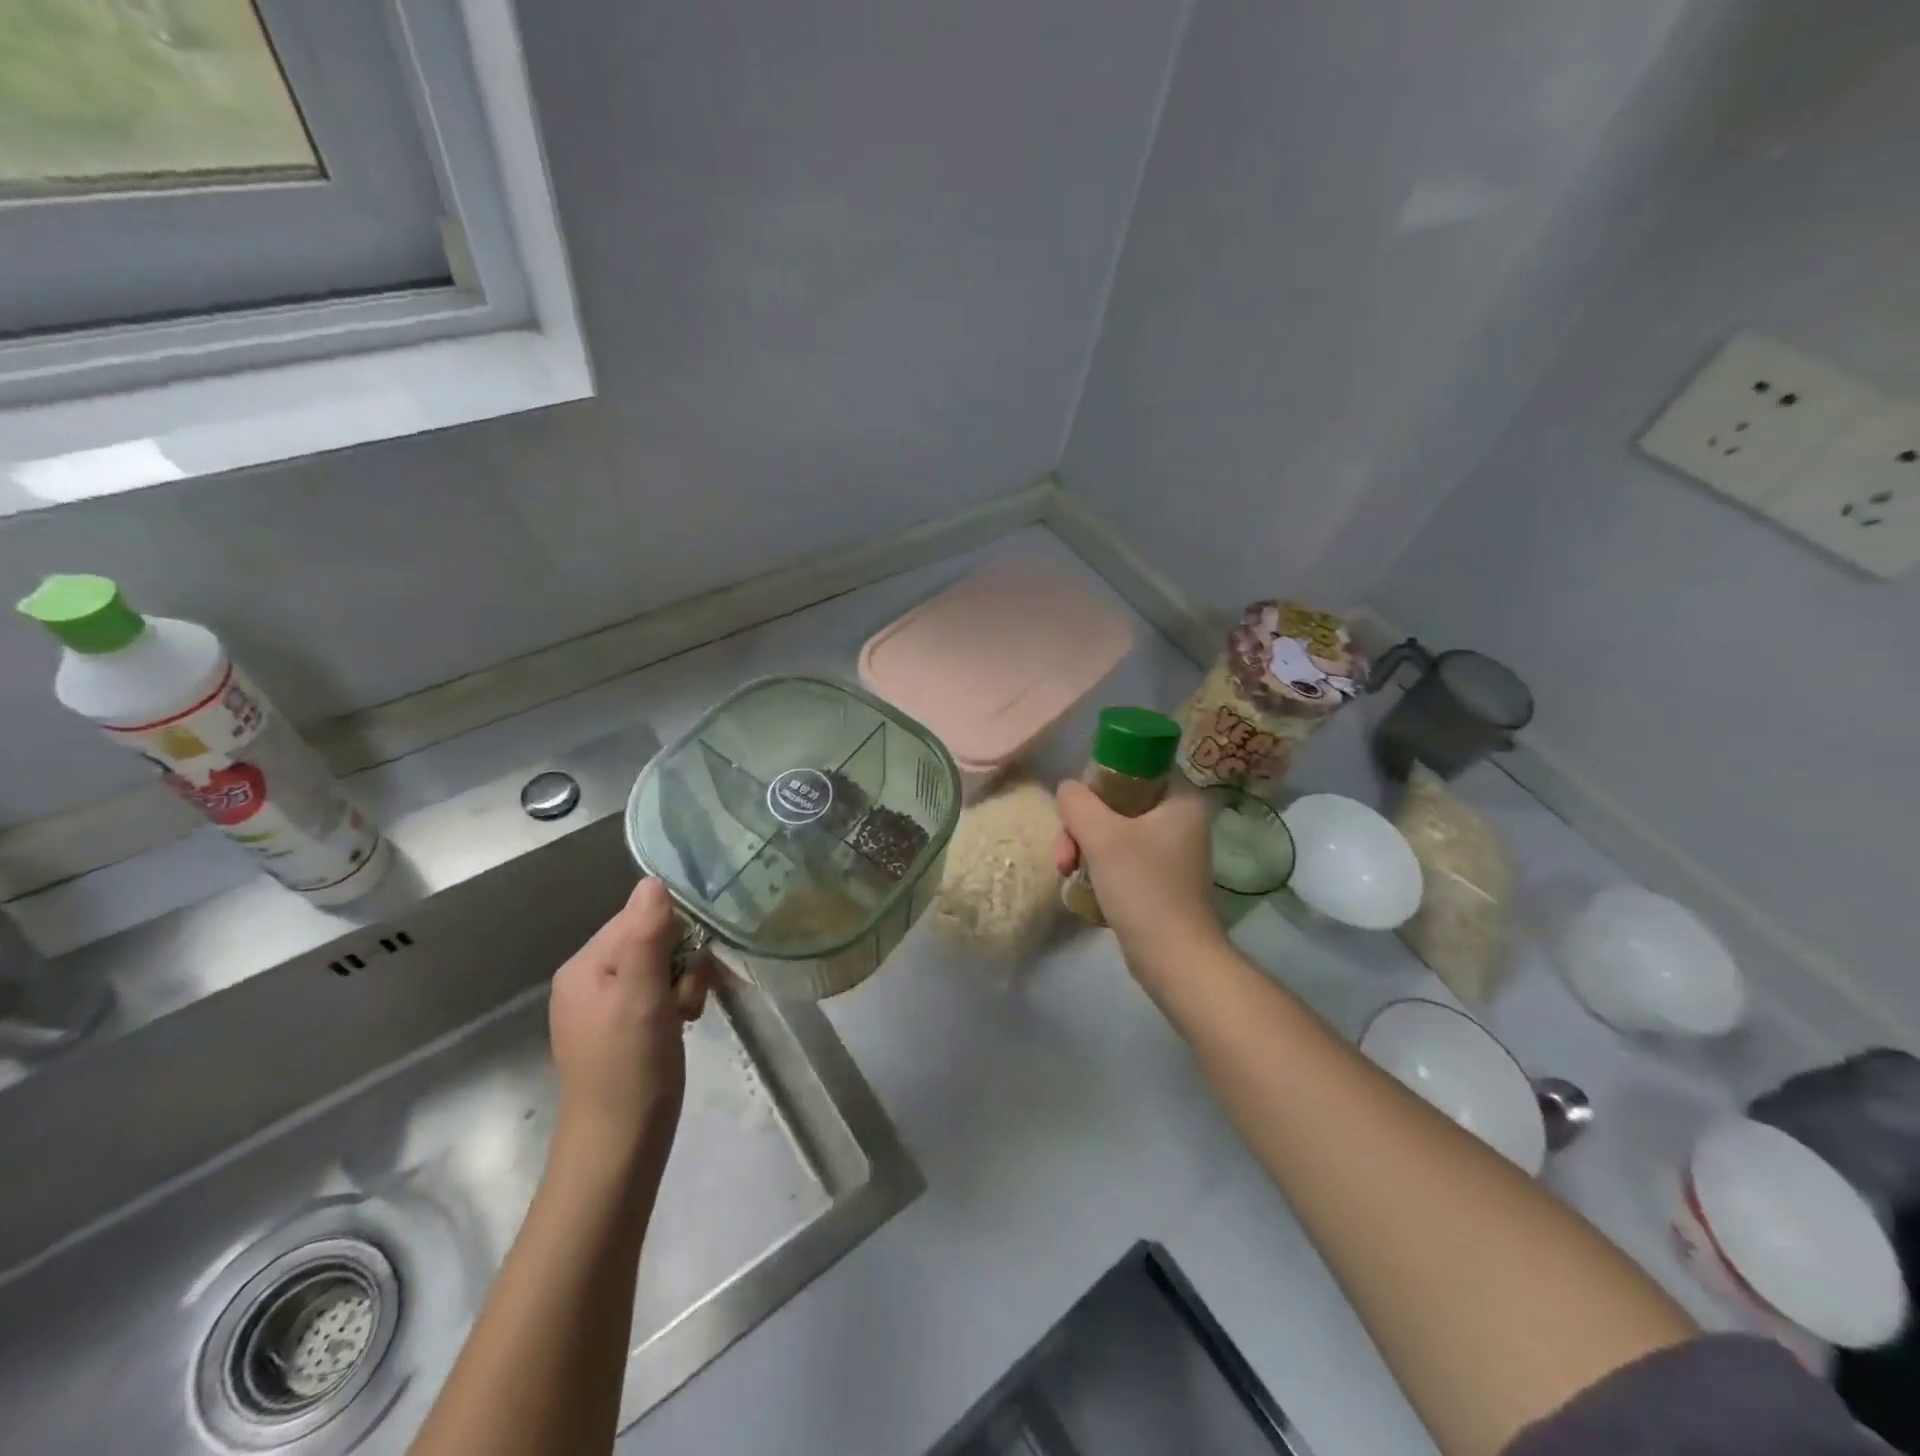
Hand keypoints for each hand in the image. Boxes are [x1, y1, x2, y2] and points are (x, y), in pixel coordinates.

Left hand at [549, 879, 711, 1167]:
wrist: (618, 1151)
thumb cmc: (632, 1070)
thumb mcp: (643, 996)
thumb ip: (647, 935)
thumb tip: (653, 881)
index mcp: (584, 966)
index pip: (640, 918)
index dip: (675, 937)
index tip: (688, 971)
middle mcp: (588, 980)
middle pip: (652, 941)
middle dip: (682, 966)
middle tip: (687, 1004)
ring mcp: (603, 1007)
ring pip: (660, 969)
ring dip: (683, 988)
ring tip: (685, 1021)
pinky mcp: (620, 1029)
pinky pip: (656, 995)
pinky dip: (675, 1006)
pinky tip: (681, 1029)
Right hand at [1053, 780, 1224, 974]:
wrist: (1173, 958)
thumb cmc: (1142, 887)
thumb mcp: (1102, 836)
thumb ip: (1078, 802)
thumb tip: (1067, 789)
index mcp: (1181, 799)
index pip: (1133, 767)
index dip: (1098, 780)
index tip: (1076, 809)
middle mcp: (1181, 820)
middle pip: (1117, 801)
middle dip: (1082, 824)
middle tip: (1065, 853)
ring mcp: (1172, 851)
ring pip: (1115, 831)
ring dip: (1084, 846)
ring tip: (1066, 871)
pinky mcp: (1161, 879)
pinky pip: (1122, 856)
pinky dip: (1099, 865)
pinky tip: (1082, 883)